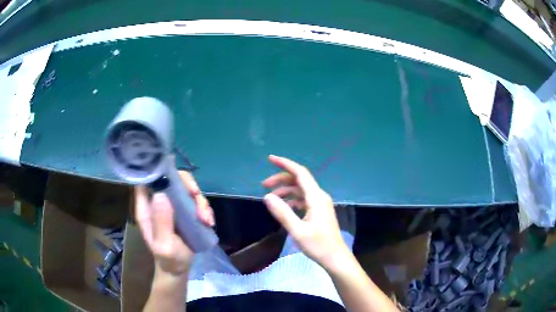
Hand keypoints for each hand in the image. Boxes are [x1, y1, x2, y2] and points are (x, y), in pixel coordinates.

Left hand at [135, 171, 214, 275]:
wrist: (179, 269)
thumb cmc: (168, 259)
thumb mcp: (164, 245)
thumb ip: (162, 222)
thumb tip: (161, 194)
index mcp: (146, 208)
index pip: (146, 180)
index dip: (156, 171)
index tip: (172, 175)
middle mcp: (158, 202)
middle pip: (171, 179)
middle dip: (186, 185)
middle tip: (196, 196)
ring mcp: (172, 206)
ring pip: (186, 190)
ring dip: (199, 201)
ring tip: (206, 219)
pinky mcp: (185, 212)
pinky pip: (196, 201)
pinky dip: (204, 208)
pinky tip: (209, 222)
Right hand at [262, 155, 349, 267]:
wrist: (335, 257)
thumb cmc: (318, 245)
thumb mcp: (297, 231)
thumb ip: (282, 212)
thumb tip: (267, 196)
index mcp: (316, 197)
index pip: (300, 173)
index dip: (285, 164)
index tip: (270, 159)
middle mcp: (319, 196)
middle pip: (299, 180)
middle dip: (281, 179)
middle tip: (263, 185)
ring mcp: (320, 204)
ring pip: (301, 190)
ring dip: (286, 190)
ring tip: (270, 198)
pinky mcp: (319, 211)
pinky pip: (304, 199)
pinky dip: (292, 199)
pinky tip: (284, 207)